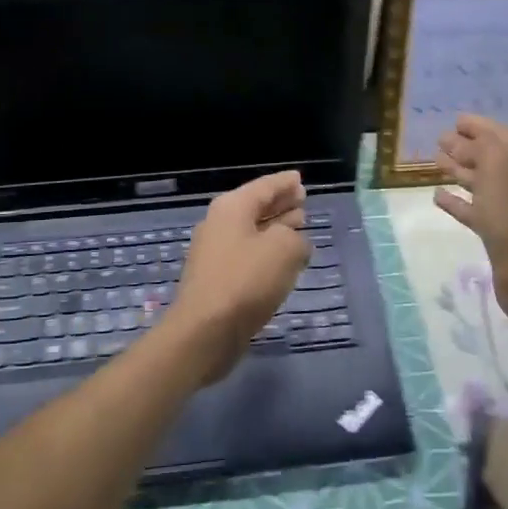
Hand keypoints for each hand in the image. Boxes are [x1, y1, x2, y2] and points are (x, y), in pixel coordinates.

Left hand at [164, 170, 311, 384]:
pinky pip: (248, 255)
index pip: (264, 186)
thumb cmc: (245, 281)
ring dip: (276, 228)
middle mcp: (220, 224)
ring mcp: (215, 253)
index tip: (300, 178)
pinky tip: (283, 261)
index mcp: (232, 208)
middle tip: (302, 199)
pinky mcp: (217, 279)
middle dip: (280, 203)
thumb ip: (296, 238)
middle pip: (255, 207)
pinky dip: (267, 252)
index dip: (285, 182)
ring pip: (252, 232)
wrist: (205, 331)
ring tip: (299, 225)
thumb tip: (294, 243)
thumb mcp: (284, 250)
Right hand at [434, 114, 507, 316]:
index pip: (500, 133)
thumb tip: (465, 138)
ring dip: (458, 170)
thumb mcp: (500, 164)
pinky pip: (473, 209)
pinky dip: (456, 201)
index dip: (478, 125)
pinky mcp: (497, 231)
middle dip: (465, 146)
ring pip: (480, 181)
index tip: (455, 119)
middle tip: (440, 139)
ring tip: (435, 160)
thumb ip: (483, 145)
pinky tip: (438, 194)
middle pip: (489, 156)